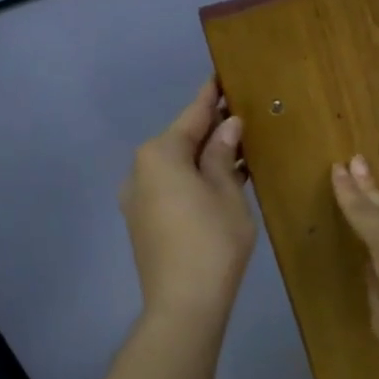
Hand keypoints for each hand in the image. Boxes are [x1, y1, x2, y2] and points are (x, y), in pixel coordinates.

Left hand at [121, 80, 255, 327]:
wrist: (183, 304)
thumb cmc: (212, 241)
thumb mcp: (227, 193)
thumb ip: (224, 155)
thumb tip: (227, 126)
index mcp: (160, 154)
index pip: (192, 115)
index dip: (211, 96)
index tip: (222, 75)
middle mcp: (140, 169)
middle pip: (181, 139)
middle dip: (210, 129)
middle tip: (241, 114)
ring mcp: (138, 197)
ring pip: (176, 166)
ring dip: (204, 157)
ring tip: (238, 148)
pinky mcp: (143, 221)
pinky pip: (171, 187)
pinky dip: (194, 179)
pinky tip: (221, 180)